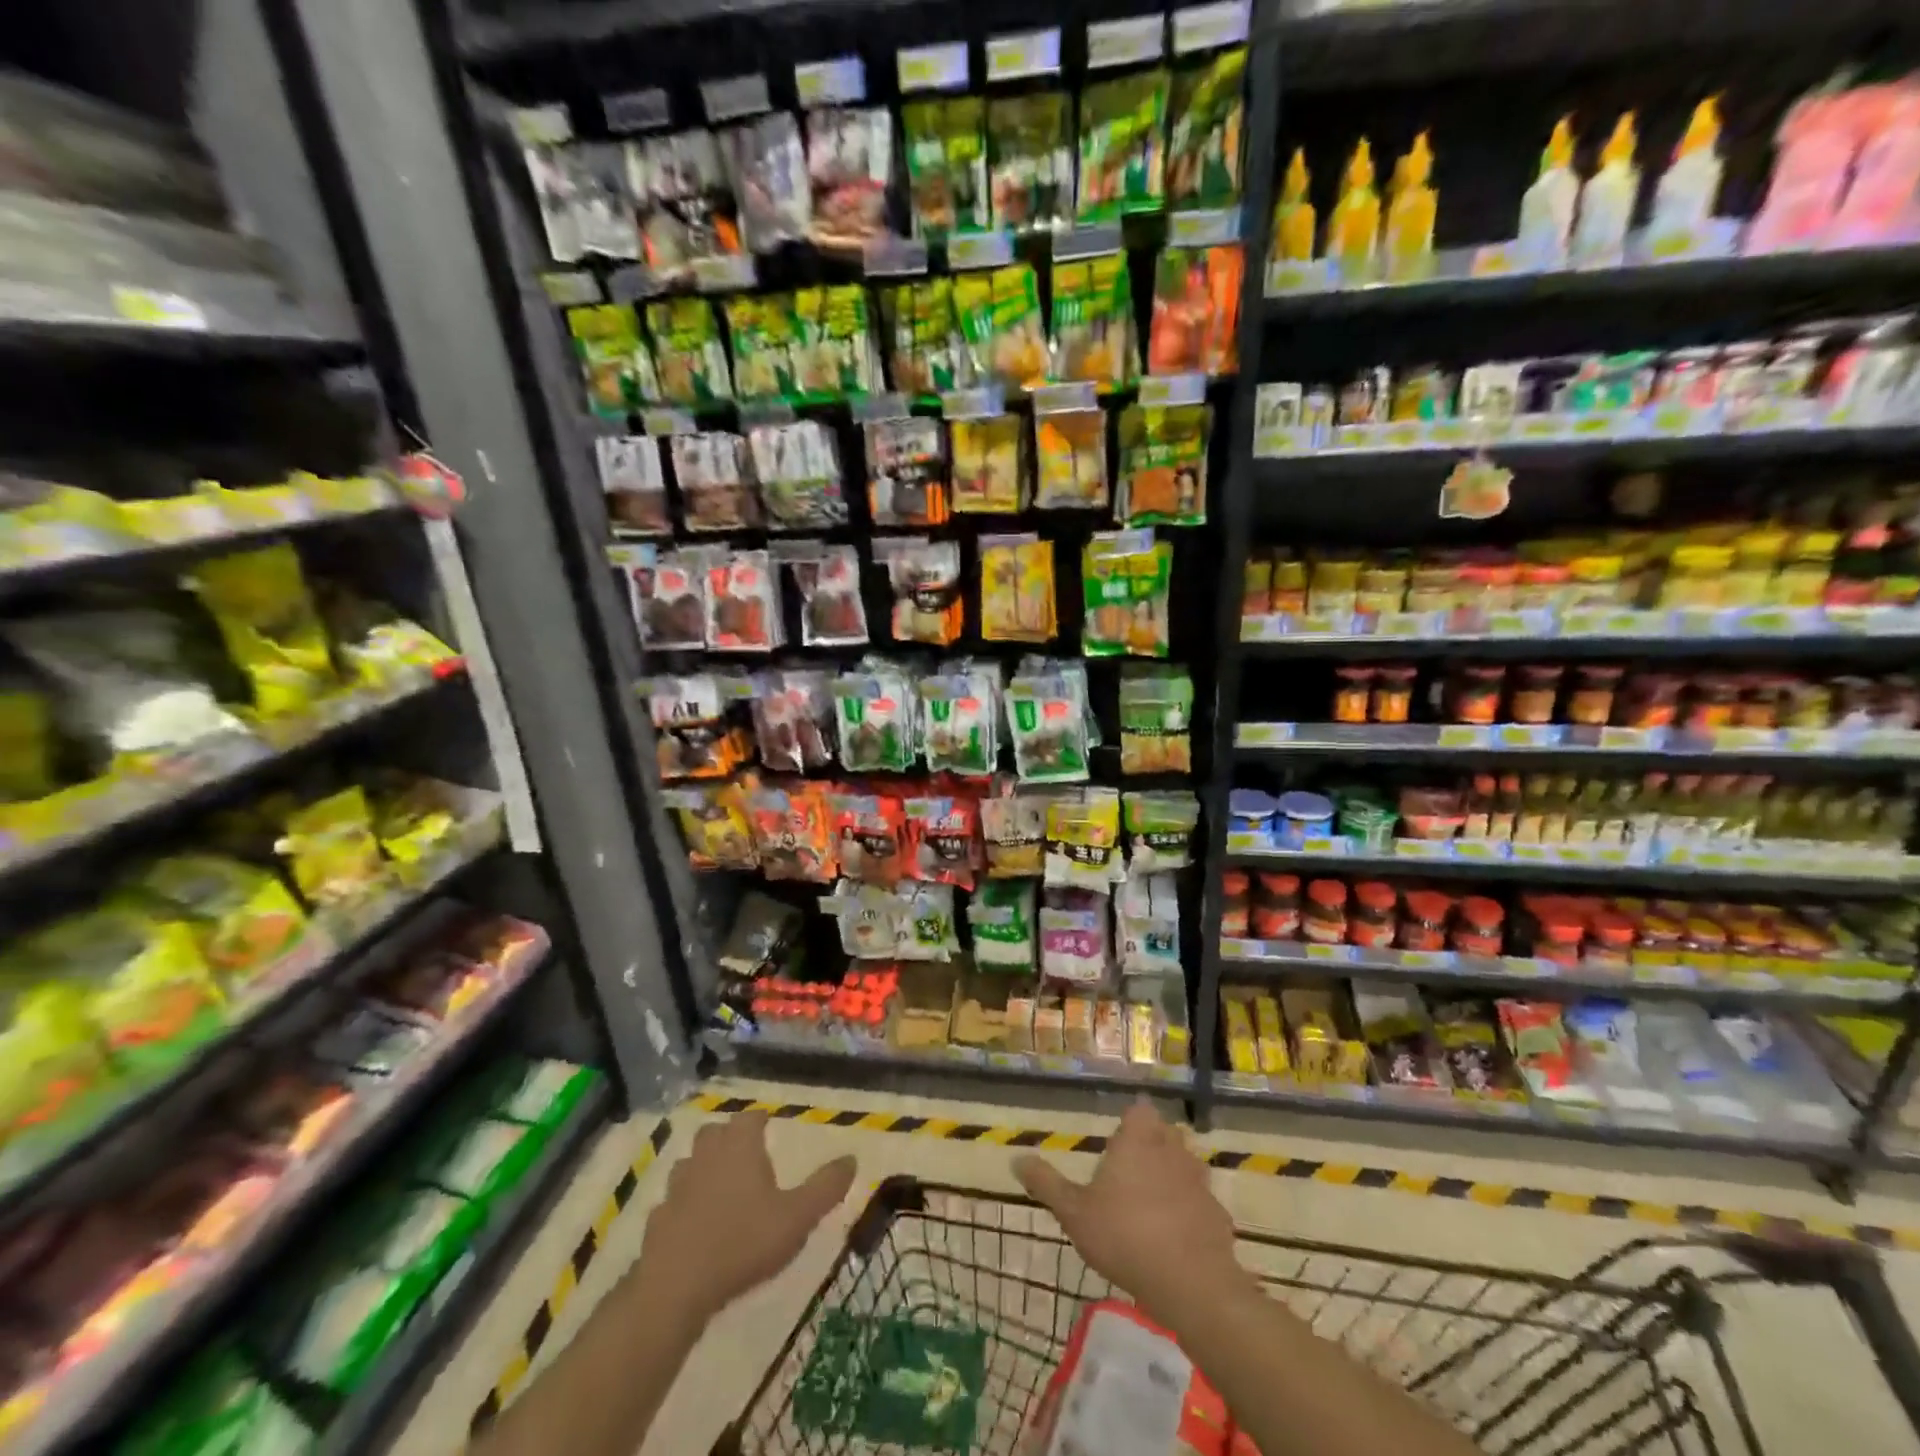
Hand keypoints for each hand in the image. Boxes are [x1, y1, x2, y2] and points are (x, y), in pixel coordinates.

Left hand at [637, 1111, 856, 1326]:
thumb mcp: (797, 1217)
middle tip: (746, 1153)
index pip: (750, 1118)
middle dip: (729, 1138)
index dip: (760, 1120)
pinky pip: (673, 1201)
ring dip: (704, 1167)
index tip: (769, 1127)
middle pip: (715, 1132)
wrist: (675, 1288)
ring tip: (722, 1186)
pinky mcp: (657, 1219)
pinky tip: (695, 1224)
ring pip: (691, 1163)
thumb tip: (852, 1158)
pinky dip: (684, 1205)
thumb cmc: (743, 1243)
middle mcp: (706, 1155)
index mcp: (740, 1146)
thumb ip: (826, 1187)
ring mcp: (677, 1186)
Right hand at [1015, 1100, 1240, 1325]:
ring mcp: (1200, 1181)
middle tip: (1131, 1171)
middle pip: (1165, 1133)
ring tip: (1152, 1203)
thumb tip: (1016, 1158)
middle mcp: (1172, 1150)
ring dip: (1173, 1176)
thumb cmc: (1125, 1236)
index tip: (1119, 1140)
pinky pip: (1202, 1203)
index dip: (1131, 1122)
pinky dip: (1191, 1212)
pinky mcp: (1218, 1215)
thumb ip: (1046, 1184)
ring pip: (1187, 1165)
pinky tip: (1177, 1237)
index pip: (1139, 1110)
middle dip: (1152, 1144)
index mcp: (1138, 1140)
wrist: (1191, 1283)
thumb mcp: (1074, 1212)